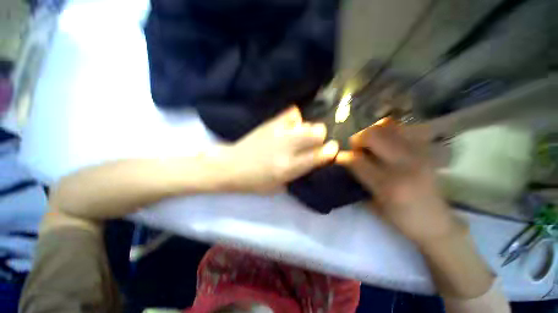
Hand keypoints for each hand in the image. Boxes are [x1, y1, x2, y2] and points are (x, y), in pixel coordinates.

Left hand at [218, 106, 338, 192]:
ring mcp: (277, 132)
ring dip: (308, 129)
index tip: (331, 150)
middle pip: (317, 133)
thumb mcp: (280, 186)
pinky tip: (289, 127)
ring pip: (306, 123)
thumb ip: (300, 172)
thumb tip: (313, 158)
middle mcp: (286, 148)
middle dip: (320, 138)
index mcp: (289, 167)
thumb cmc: (255, 182)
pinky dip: (294, 120)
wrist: (231, 167)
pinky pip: (290, 114)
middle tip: (313, 143)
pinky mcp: (269, 123)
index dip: (330, 151)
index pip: (319, 155)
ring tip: (299, 135)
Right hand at [336, 119, 458, 244]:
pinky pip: (404, 128)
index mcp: (388, 185)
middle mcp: (404, 164)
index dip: (342, 157)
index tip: (338, 158)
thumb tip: (345, 163)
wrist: (437, 223)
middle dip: (357, 139)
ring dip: (372, 132)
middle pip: (372, 135)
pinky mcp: (426, 150)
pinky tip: (387, 141)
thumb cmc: (401, 219)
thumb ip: (358, 180)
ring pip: (387, 126)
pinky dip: (390, 129)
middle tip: (356, 149)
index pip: (356, 160)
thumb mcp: (373, 205)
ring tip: (371, 144)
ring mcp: (418, 153)